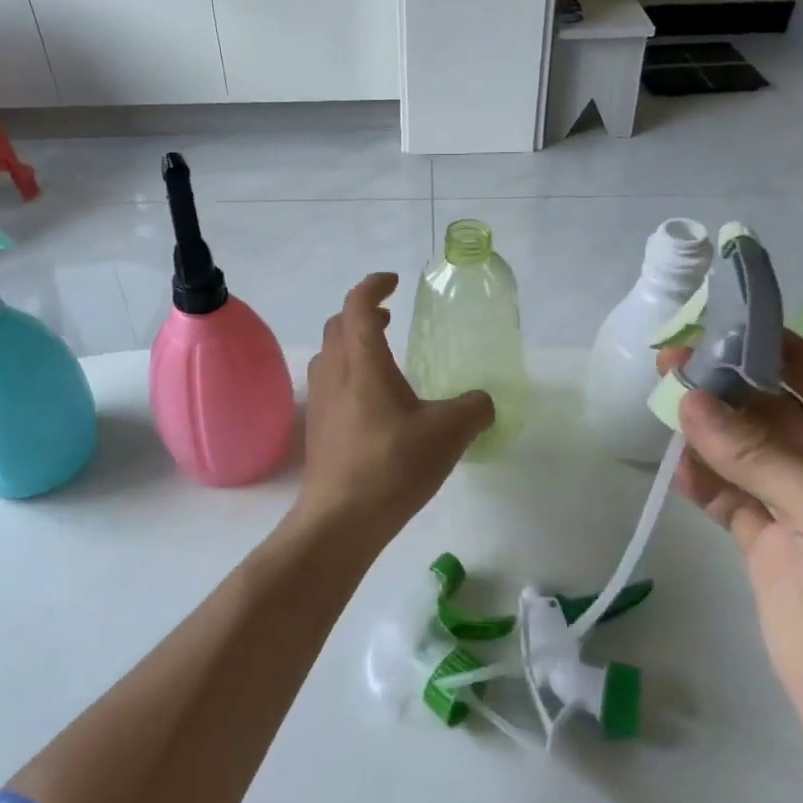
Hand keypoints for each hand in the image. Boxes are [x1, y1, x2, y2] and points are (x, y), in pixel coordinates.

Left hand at [297, 274, 494, 543]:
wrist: (340, 519)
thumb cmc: (392, 465)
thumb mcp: (448, 434)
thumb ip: (474, 409)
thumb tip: (485, 401)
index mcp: (362, 361)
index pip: (358, 305)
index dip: (374, 286)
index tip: (393, 283)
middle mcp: (334, 373)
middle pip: (338, 326)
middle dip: (361, 313)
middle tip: (390, 318)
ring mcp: (320, 401)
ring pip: (329, 355)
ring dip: (351, 343)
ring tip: (380, 356)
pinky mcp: (317, 428)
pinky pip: (329, 384)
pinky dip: (347, 374)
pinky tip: (371, 402)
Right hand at [661, 333, 802, 802]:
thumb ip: (759, 456)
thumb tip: (689, 398)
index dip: (779, 349)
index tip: (723, 323)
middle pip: (775, 413)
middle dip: (728, 385)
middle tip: (670, 359)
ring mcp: (800, 514)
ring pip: (744, 453)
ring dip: (707, 428)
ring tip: (660, 400)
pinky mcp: (768, 550)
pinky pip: (729, 499)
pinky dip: (702, 481)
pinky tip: (677, 468)